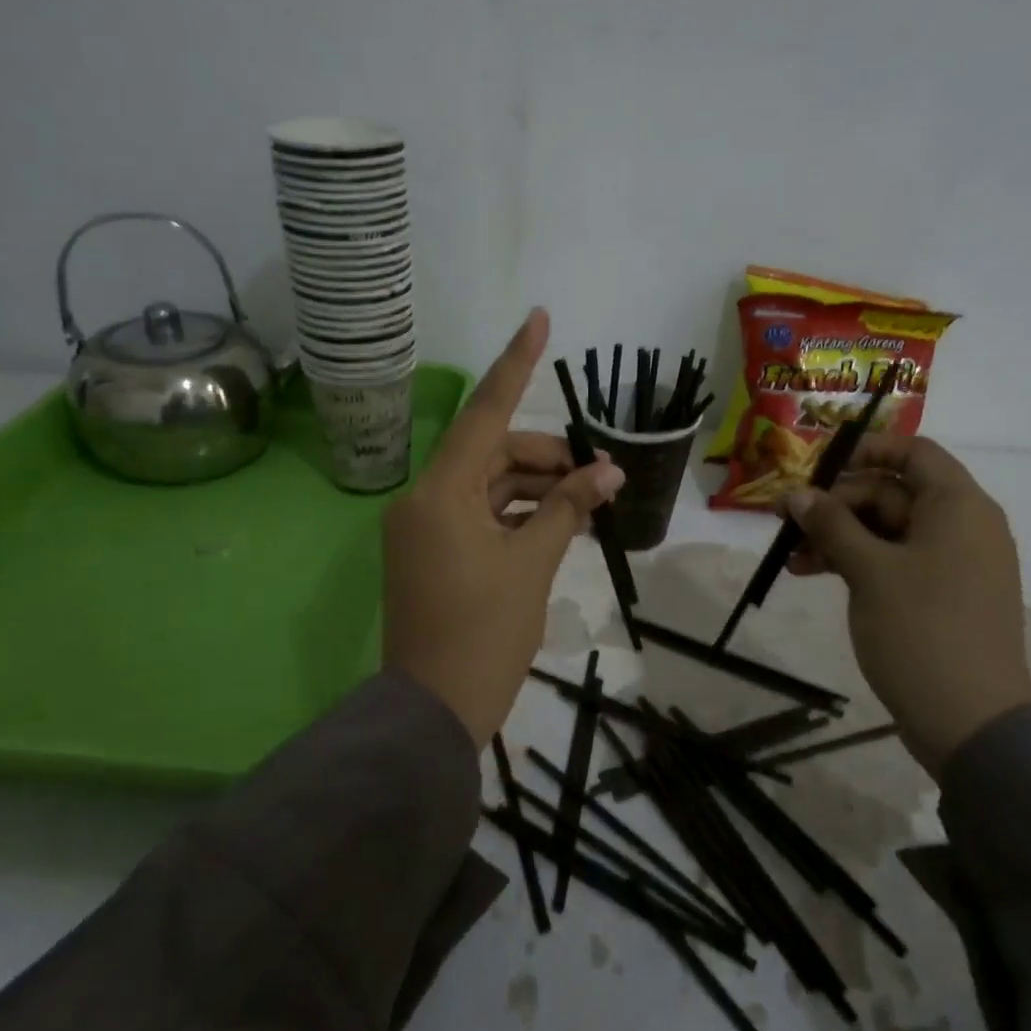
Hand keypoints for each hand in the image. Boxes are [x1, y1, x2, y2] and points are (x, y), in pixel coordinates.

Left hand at [383, 310, 624, 746]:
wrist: (433, 712)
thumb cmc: (485, 634)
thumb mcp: (533, 564)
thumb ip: (568, 508)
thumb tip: (606, 472)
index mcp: (440, 493)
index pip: (484, 414)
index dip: (515, 364)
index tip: (538, 319)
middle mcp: (424, 500)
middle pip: (491, 453)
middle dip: (546, 457)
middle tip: (598, 476)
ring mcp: (425, 528)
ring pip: (489, 486)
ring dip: (537, 489)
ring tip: (588, 503)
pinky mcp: (432, 553)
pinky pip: (480, 515)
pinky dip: (518, 515)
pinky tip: (558, 524)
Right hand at [782, 435, 1030, 775]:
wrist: (970, 720)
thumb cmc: (921, 630)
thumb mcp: (868, 570)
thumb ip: (831, 524)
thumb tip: (796, 494)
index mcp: (958, 506)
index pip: (913, 452)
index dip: (865, 451)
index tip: (817, 469)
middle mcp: (961, 526)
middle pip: (891, 492)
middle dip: (836, 504)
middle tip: (786, 522)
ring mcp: (951, 563)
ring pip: (886, 530)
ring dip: (838, 536)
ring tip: (791, 557)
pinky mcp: (939, 595)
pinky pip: (893, 561)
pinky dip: (856, 562)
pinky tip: (813, 574)